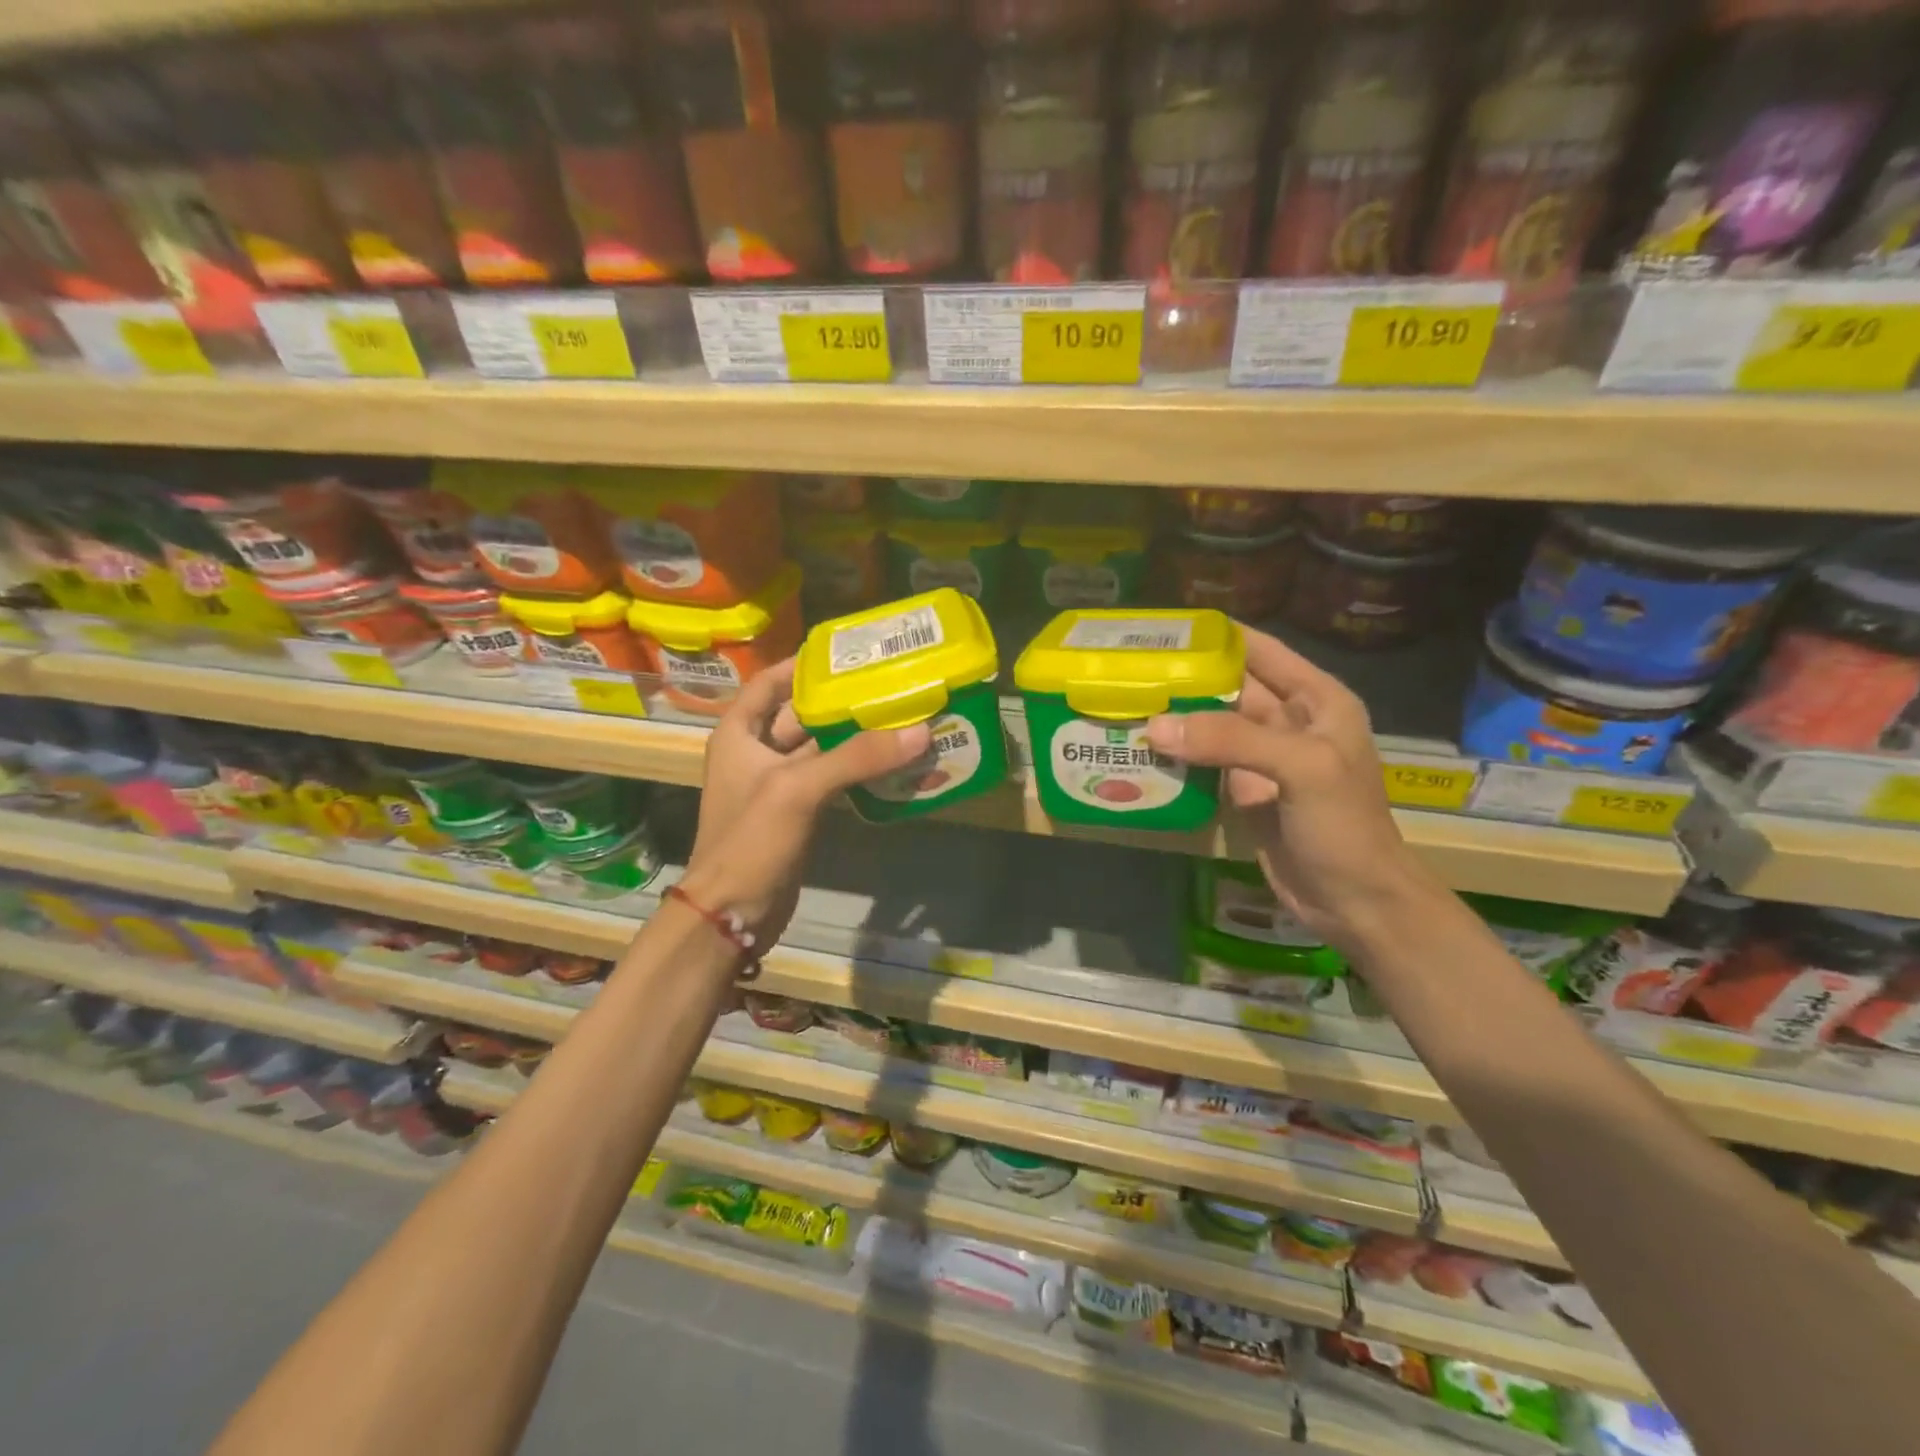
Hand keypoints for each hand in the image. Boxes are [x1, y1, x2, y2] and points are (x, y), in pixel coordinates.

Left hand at [679, 660, 930, 950]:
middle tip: (887, 685)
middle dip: (841, 702)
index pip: (770, 683)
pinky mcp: (797, 814)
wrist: (732, 914)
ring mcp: (777, 786)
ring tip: (899, 719)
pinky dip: (857, 772)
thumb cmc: (750, 840)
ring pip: (820, 750)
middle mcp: (755, 753)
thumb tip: (919, 732)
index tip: (846, 655)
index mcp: (739, 733)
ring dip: (854, 739)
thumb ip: (856, 757)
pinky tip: (891, 764)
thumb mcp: (799, 789)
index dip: (802, 665)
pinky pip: (831, 781)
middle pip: (801, 715)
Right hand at [1146, 625, 1437, 951]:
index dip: (1217, 636)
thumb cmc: (1344, 826)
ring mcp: (1261, 758)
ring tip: (1124, 701)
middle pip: (1228, 686)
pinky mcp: (1241, 790)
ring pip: (1210, 724)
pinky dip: (1175, 754)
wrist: (1354, 902)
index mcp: (1316, 699)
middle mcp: (1288, 720)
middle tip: (1129, 668)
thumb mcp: (1301, 769)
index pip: (1261, 650)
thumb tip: (1156, 726)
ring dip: (1174, 716)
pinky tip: (1139, 747)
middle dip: (1184, 676)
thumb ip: (1232, 740)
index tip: (1164, 629)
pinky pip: (1203, 761)